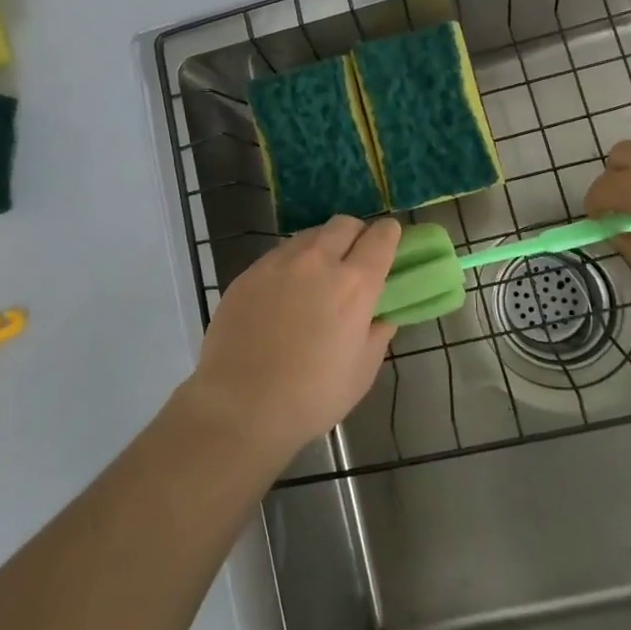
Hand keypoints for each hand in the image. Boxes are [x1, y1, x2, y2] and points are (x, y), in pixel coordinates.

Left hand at [181, 215, 399, 459]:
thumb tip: (381, 314)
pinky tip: (284, 293)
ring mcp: (279, 263)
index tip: (389, 243)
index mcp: (354, 284)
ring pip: (310, 235)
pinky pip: (279, 254)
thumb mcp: (361, 371)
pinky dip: (292, 263)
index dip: (389, 235)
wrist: (240, 405)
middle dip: (356, 234)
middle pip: (344, 224)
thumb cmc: (311, 397)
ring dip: (323, 246)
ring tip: (318, 277)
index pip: (380, 237)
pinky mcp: (249, 272)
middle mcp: (318, 261)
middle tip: (354, 260)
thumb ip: (377, 333)